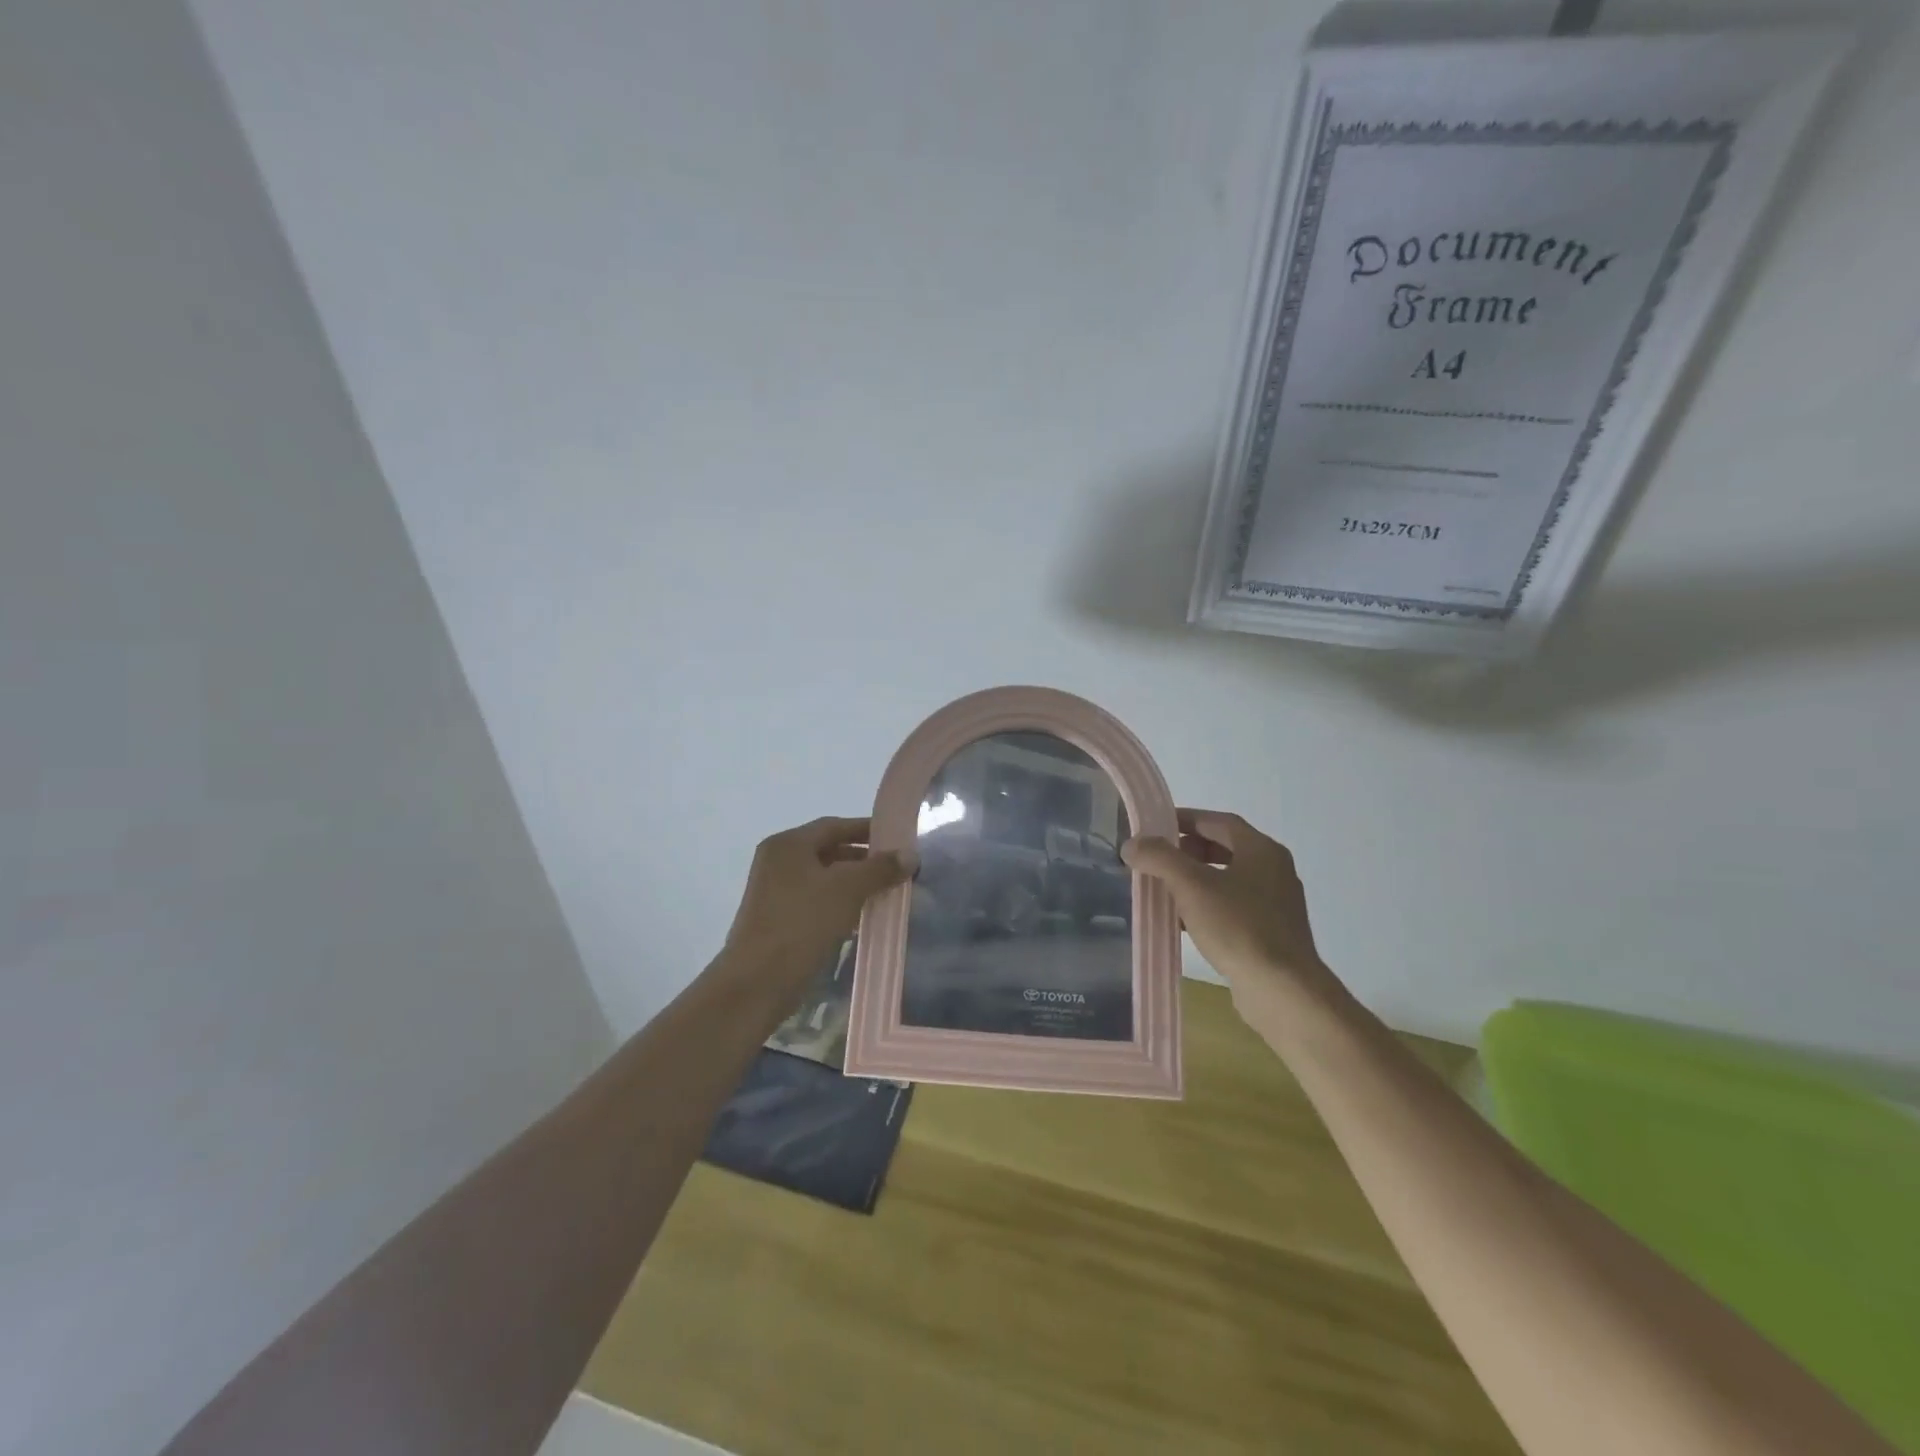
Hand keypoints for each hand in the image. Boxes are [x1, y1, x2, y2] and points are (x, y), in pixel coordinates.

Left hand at [720, 817, 915, 993]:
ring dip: (855, 884)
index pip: (834, 826)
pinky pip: (817, 901)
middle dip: (864, 859)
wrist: (757, 983)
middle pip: (829, 851)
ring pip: (824, 879)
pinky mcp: (779, 919)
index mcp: (788, 845)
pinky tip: (864, 917)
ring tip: (888, 892)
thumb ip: (880, 868)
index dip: (867, 830)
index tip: (898, 839)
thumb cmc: (801, 923)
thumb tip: (910, 854)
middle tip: (898, 868)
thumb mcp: (847, 890)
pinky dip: (841, 904)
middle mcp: (778, 862)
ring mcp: (776, 892)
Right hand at [1122, 810, 1340, 1024]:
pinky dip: (1206, 906)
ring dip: (1195, 880)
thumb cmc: (1239, 927)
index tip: (1156, 825)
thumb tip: (1132, 844)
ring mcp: (1275, 904)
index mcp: (1262, 850)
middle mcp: (1274, 871)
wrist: (1283, 991)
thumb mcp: (1191, 885)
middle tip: (1157, 857)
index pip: (1219, 822)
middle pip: (1224, 849)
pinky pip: (1232, 908)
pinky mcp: (1271, 934)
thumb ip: (1159, 858)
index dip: (1186, 819)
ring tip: (1163, 888)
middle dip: (1188, 851)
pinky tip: (1182, 923)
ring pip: (1227, 880)